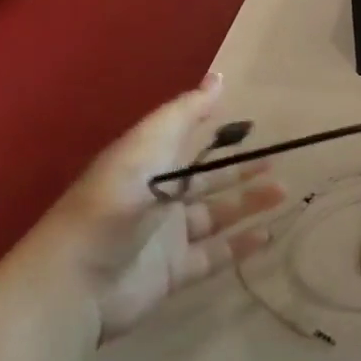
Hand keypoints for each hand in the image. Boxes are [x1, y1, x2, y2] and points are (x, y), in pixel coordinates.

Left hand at [45, 74, 282, 340]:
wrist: (77, 282)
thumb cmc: (113, 205)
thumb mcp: (147, 147)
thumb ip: (184, 114)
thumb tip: (219, 77)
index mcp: (146, 165)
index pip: (184, 142)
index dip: (212, 132)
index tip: (249, 123)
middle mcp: (158, 198)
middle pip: (206, 181)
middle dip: (239, 171)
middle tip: (276, 162)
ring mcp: (167, 237)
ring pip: (216, 216)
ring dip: (248, 203)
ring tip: (283, 192)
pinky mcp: (175, 271)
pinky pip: (216, 254)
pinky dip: (241, 246)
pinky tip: (268, 235)